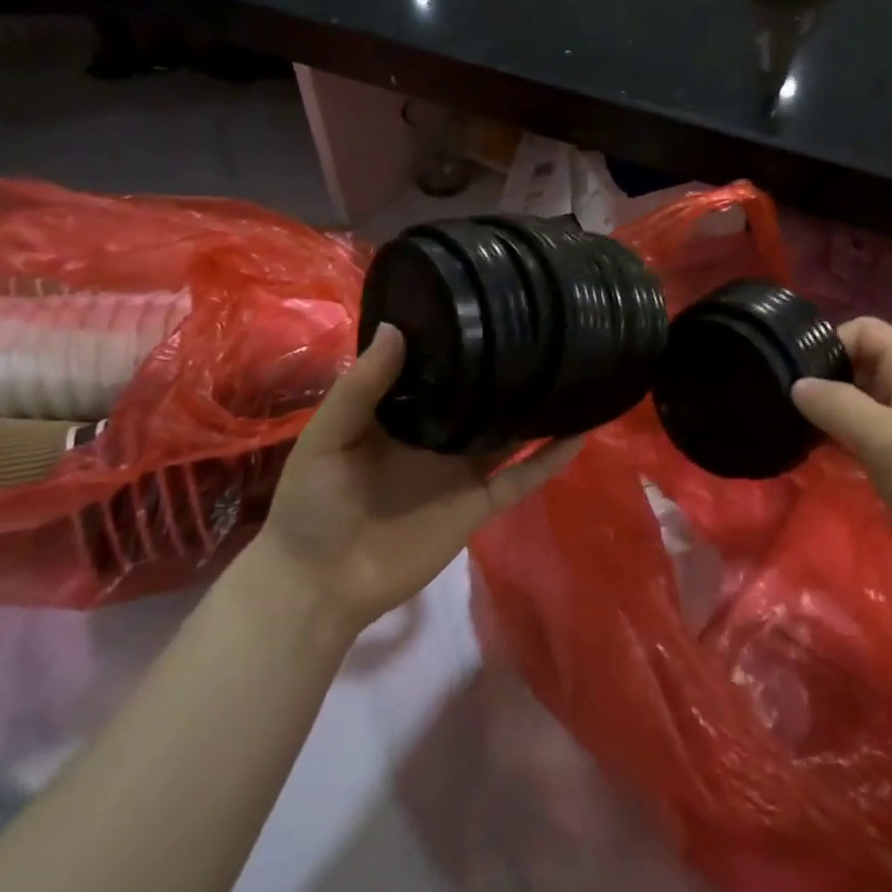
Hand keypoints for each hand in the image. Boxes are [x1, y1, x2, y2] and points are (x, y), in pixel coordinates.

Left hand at [251, 324, 580, 637]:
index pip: (438, 369)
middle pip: (481, 398)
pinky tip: (579, 434)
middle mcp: (437, 437)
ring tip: (574, 373)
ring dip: (537, 410)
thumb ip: (362, 386)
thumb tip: (398, 328)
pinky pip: (522, 479)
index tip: (490, 306)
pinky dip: (550, 460)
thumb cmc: (312, 504)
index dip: (462, 342)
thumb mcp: (328, 436)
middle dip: (508, 371)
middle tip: (545, 332)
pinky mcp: (478, 505)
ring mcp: (461, 471)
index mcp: (400, 414)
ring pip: (510, 434)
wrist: (319, 585)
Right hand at [791, 318, 891, 568]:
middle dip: (824, 376)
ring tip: (794, 426)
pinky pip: (861, 429)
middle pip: (859, 362)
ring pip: (857, 398)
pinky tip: (814, 451)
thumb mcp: (881, 436)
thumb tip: (796, 385)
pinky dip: (838, 434)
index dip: (832, 342)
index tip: (801, 372)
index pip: (866, 330)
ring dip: (828, 409)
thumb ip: (835, 404)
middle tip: (788, 402)